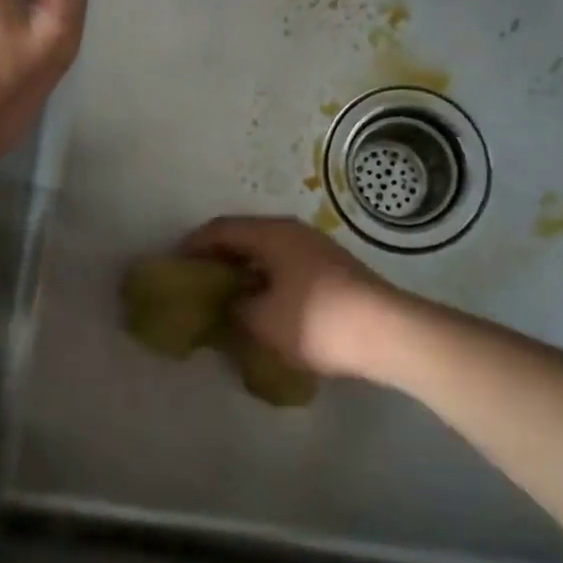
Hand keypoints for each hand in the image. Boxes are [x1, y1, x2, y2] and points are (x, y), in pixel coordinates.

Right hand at [182, 217, 403, 382]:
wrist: (387, 333)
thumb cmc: (315, 321)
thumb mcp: (261, 320)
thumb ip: (233, 308)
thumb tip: (227, 304)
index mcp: (271, 233)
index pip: (220, 229)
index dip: (193, 246)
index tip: (175, 265)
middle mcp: (293, 232)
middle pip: (245, 237)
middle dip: (219, 258)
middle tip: (198, 282)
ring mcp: (317, 249)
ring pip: (268, 253)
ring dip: (245, 271)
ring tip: (228, 297)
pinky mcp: (334, 269)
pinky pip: (287, 266)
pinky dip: (267, 280)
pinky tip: (264, 305)